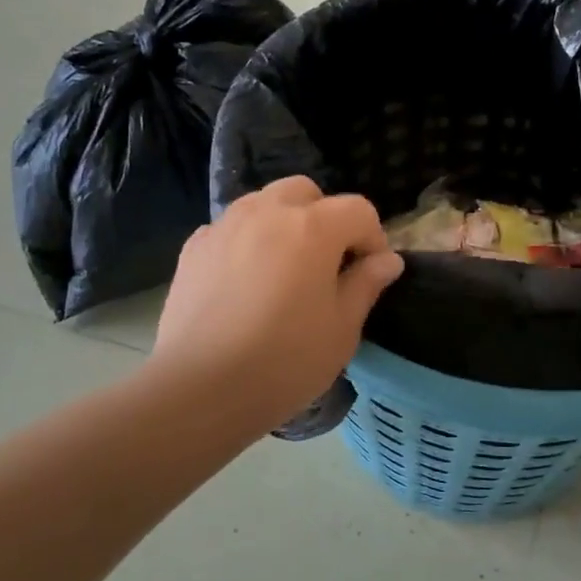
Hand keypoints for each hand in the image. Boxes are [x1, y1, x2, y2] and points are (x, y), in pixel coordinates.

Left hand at [153, 177, 402, 430]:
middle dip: (325, 218)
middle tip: (327, 264)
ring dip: (284, 224)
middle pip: (306, 192)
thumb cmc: (284, 361)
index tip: (370, 275)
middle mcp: (267, 212)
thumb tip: (387, 260)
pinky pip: (231, 228)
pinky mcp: (193, 248)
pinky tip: (246, 282)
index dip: (373, 239)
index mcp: (312, 228)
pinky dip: (248, 241)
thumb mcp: (342, 330)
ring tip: (285, 270)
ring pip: (264, 203)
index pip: (358, 210)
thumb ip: (366, 285)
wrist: (200, 387)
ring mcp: (225, 226)